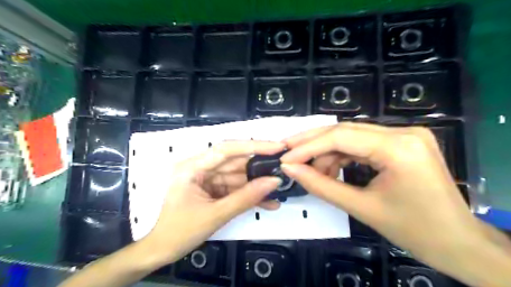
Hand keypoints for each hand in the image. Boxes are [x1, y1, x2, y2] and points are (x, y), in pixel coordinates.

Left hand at [146, 141, 285, 266]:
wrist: (162, 250)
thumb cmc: (180, 232)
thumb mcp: (215, 215)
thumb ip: (246, 198)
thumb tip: (274, 182)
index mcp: (192, 167)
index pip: (226, 149)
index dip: (253, 146)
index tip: (277, 147)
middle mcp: (200, 168)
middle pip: (235, 161)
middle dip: (259, 166)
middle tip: (284, 167)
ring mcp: (207, 179)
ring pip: (238, 176)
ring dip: (257, 184)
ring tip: (280, 188)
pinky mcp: (213, 189)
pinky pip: (235, 188)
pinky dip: (249, 195)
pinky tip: (268, 202)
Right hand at [277, 122, 481, 273]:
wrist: (458, 243)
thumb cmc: (414, 231)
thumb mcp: (360, 208)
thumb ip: (320, 185)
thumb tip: (289, 169)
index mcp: (399, 148)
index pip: (340, 137)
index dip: (307, 147)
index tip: (284, 157)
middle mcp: (404, 131)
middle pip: (344, 130)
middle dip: (312, 142)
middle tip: (288, 152)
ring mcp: (405, 134)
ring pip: (351, 135)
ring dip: (327, 151)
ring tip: (312, 170)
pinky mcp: (402, 142)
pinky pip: (362, 143)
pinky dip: (342, 155)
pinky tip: (331, 168)